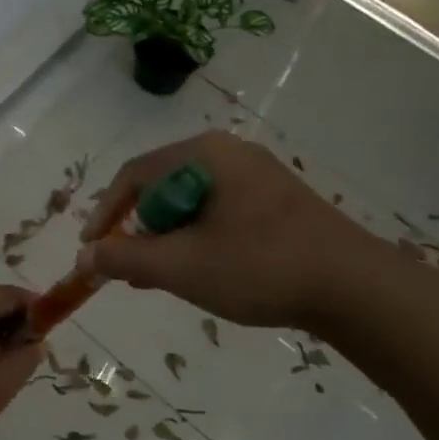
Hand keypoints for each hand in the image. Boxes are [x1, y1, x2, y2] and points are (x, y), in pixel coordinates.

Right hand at [78, 131, 414, 332]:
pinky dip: (198, 238)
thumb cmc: (259, 267)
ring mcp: (257, 175)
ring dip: (168, 238)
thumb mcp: (181, 266)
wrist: (353, 286)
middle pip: (162, 186)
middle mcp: (229, 153)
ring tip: (160, 277)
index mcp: (204, 155)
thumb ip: (126, 256)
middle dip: (138, 229)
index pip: (134, 175)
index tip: (92, 250)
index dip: (105, 213)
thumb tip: (85, 255)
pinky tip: (201, 271)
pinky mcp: (276, 200)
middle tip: (129, 269)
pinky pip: (219, 211)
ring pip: (192, 202)